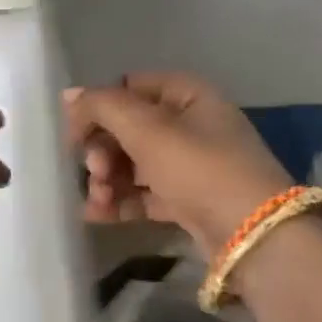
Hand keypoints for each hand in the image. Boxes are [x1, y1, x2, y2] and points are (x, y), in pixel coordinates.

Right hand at [64, 72, 292, 258]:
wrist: (252, 234)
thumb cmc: (199, 167)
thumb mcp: (147, 129)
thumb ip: (102, 107)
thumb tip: (69, 95)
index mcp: (187, 95)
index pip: (129, 88)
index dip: (98, 106)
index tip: (74, 133)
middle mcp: (190, 125)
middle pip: (128, 128)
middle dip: (102, 150)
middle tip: (95, 171)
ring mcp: (190, 165)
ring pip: (134, 164)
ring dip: (107, 179)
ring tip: (97, 199)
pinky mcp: (187, 200)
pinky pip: (144, 194)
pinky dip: (120, 201)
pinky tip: (95, 214)